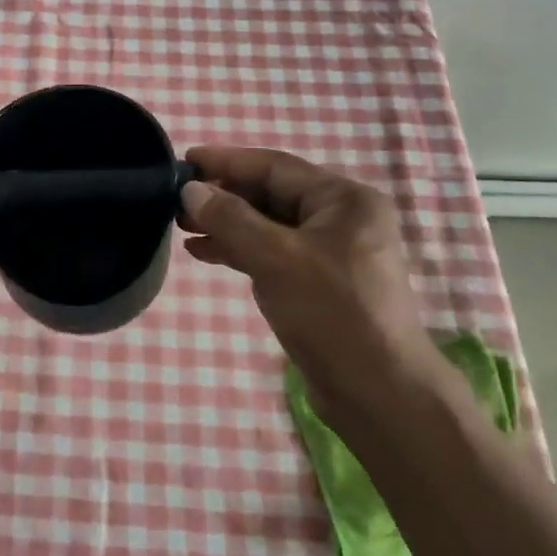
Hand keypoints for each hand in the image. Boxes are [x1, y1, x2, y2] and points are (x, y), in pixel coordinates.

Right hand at [180, 146, 431, 413]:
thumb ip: (230, 219)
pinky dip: (241, 250)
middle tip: (177, 199)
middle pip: (271, 194)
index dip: (226, 161)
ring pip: (269, 225)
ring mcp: (332, 252)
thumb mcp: (276, 258)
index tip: (184, 160)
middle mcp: (342, 218)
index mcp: (344, 199)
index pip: (275, 167)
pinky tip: (205, 253)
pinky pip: (273, 252)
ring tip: (182, 226)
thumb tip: (190, 190)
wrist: (379, 394)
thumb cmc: (332, 313)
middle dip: (224, 195)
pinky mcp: (320, 283)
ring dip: (227, 224)